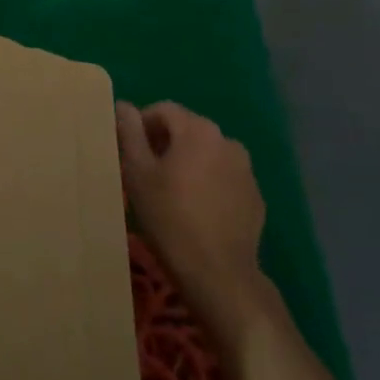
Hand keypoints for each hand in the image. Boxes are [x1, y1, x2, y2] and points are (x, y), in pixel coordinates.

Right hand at [117, 100, 271, 344]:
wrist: (219, 273)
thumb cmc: (170, 217)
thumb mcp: (137, 172)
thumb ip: (129, 133)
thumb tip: (124, 106)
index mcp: (198, 130)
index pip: (163, 110)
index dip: (141, 124)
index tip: (128, 150)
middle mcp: (227, 141)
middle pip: (187, 129)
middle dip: (164, 143)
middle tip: (145, 171)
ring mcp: (246, 170)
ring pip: (207, 154)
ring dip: (187, 162)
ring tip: (170, 191)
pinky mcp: (255, 197)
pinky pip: (224, 177)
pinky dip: (207, 183)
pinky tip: (195, 210)